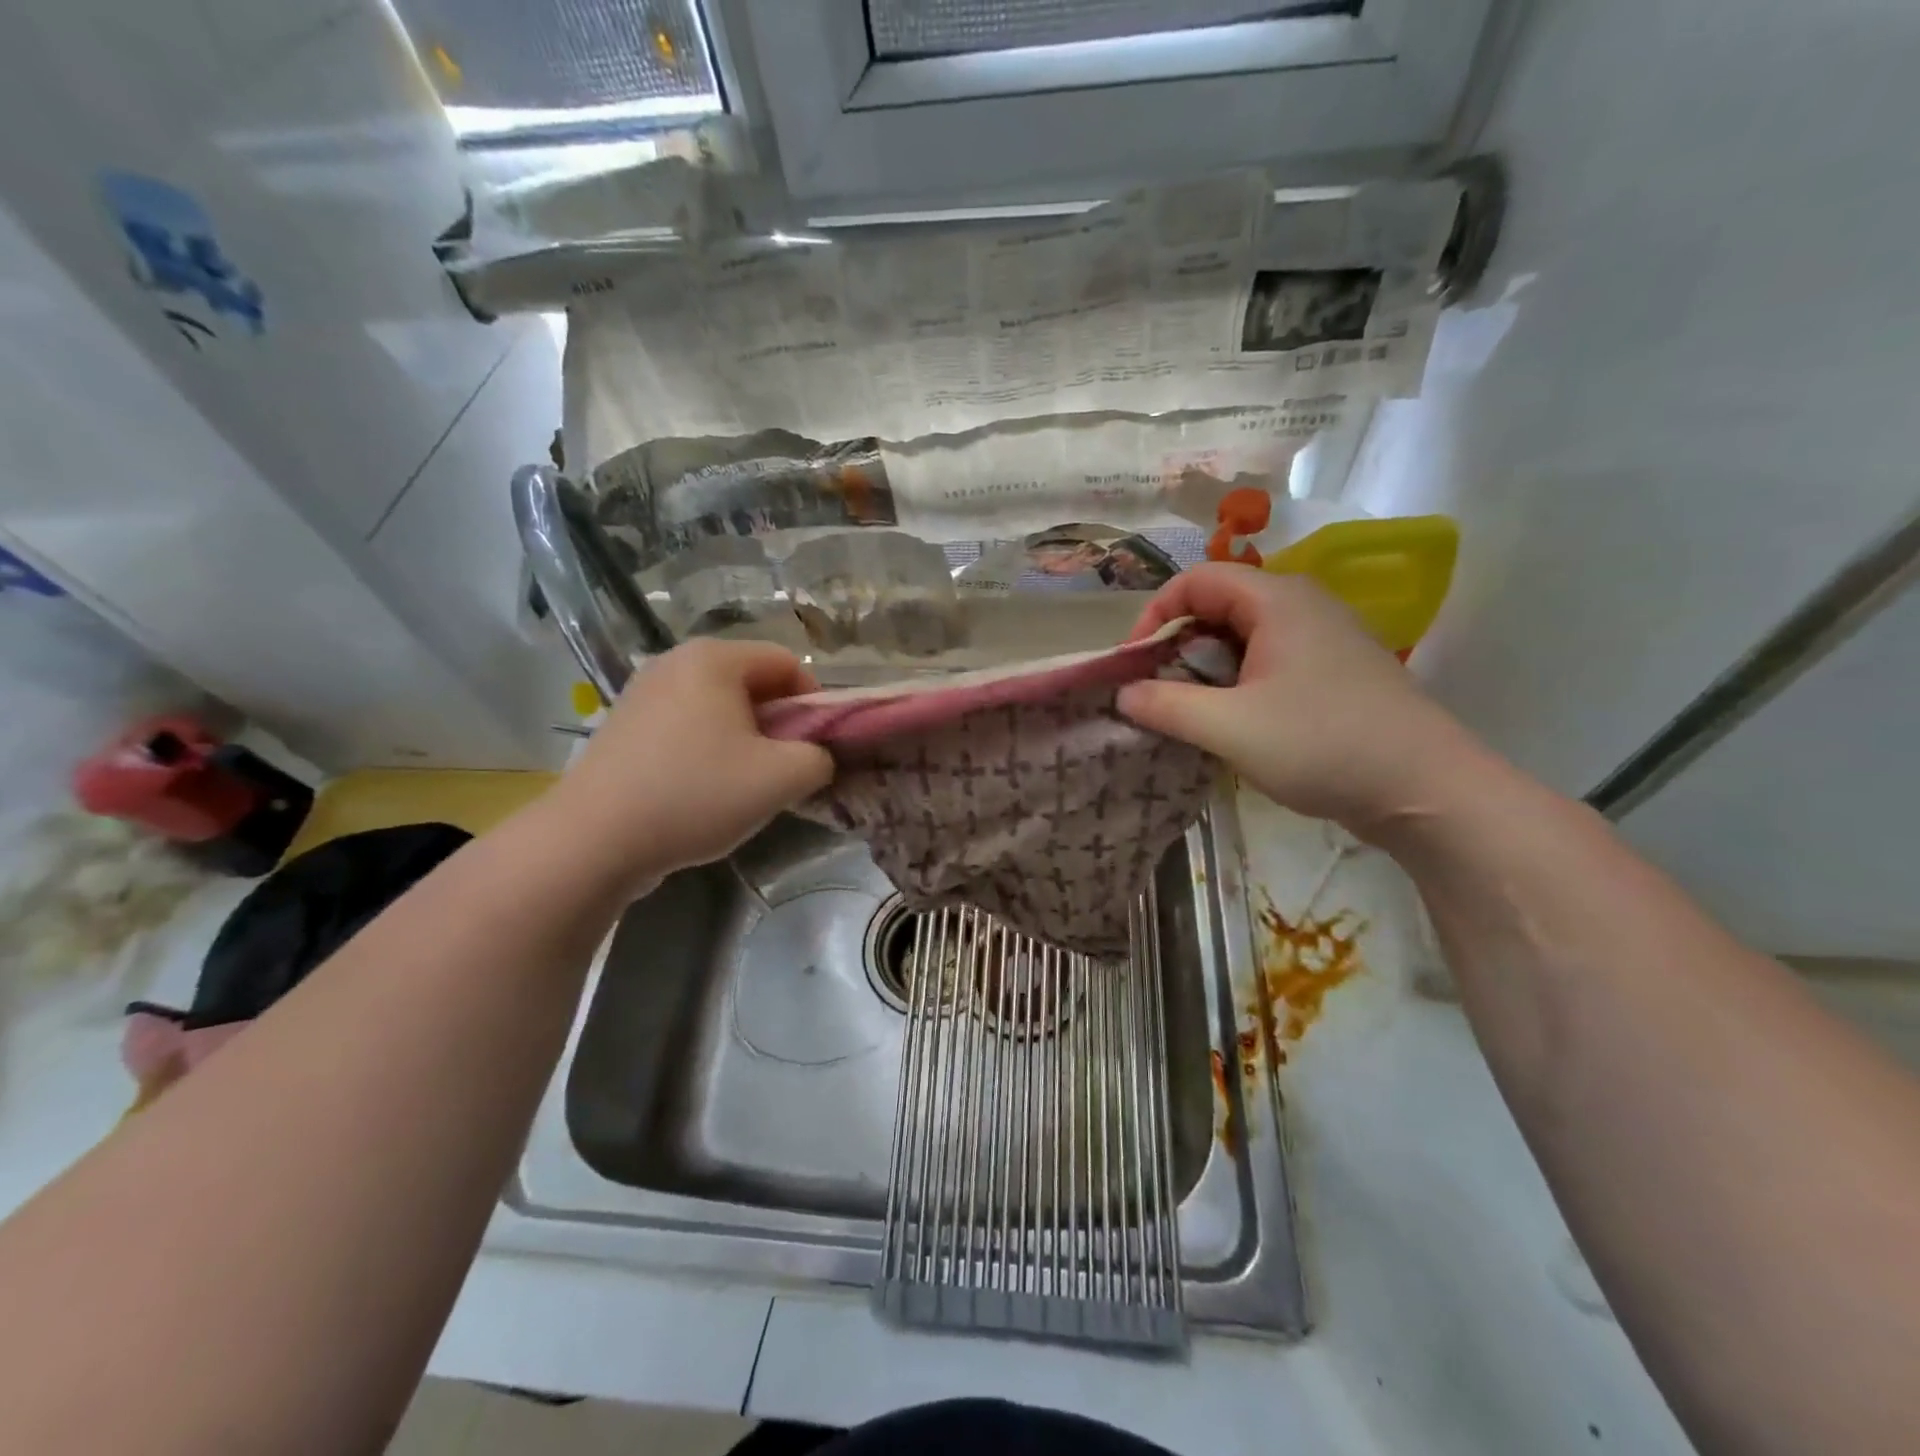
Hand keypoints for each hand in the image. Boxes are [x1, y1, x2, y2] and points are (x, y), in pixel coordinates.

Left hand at [552, 640, 832, 888]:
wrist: (593, 840)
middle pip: (752, 682)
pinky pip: (687, 725)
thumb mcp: (782, 778)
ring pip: (719, 707)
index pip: (787, 663)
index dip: (814, 703)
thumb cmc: (696, 794)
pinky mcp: (624, 725)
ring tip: (744, 784)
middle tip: (784, 769)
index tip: (815, 748)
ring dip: (745, 740)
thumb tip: (817, 756)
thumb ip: (820, 757)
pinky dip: (708, 749)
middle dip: (779, 724)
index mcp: (715, 658)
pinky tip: (703, 791)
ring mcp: (644, 692)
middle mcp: (676, 662)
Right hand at [1116, 564, 1480, 837]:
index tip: (1134, 664)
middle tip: (1157, 691)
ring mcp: (1324, 637)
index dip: (1154, 615)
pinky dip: (1236, 681)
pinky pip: (1269, 659)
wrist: (1427, 789)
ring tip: (1189, 711)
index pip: (1195, 580)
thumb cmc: (1322, 745)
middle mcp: (1302, 605)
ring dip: (1206, 667)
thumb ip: (1166, 706)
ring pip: (1243, 635)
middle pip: (1219, 604)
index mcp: (1277, 600)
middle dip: (1177, 644)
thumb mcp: (1228, 728)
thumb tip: (1124, 693)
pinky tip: (1232, 722)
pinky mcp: (1335, 670)